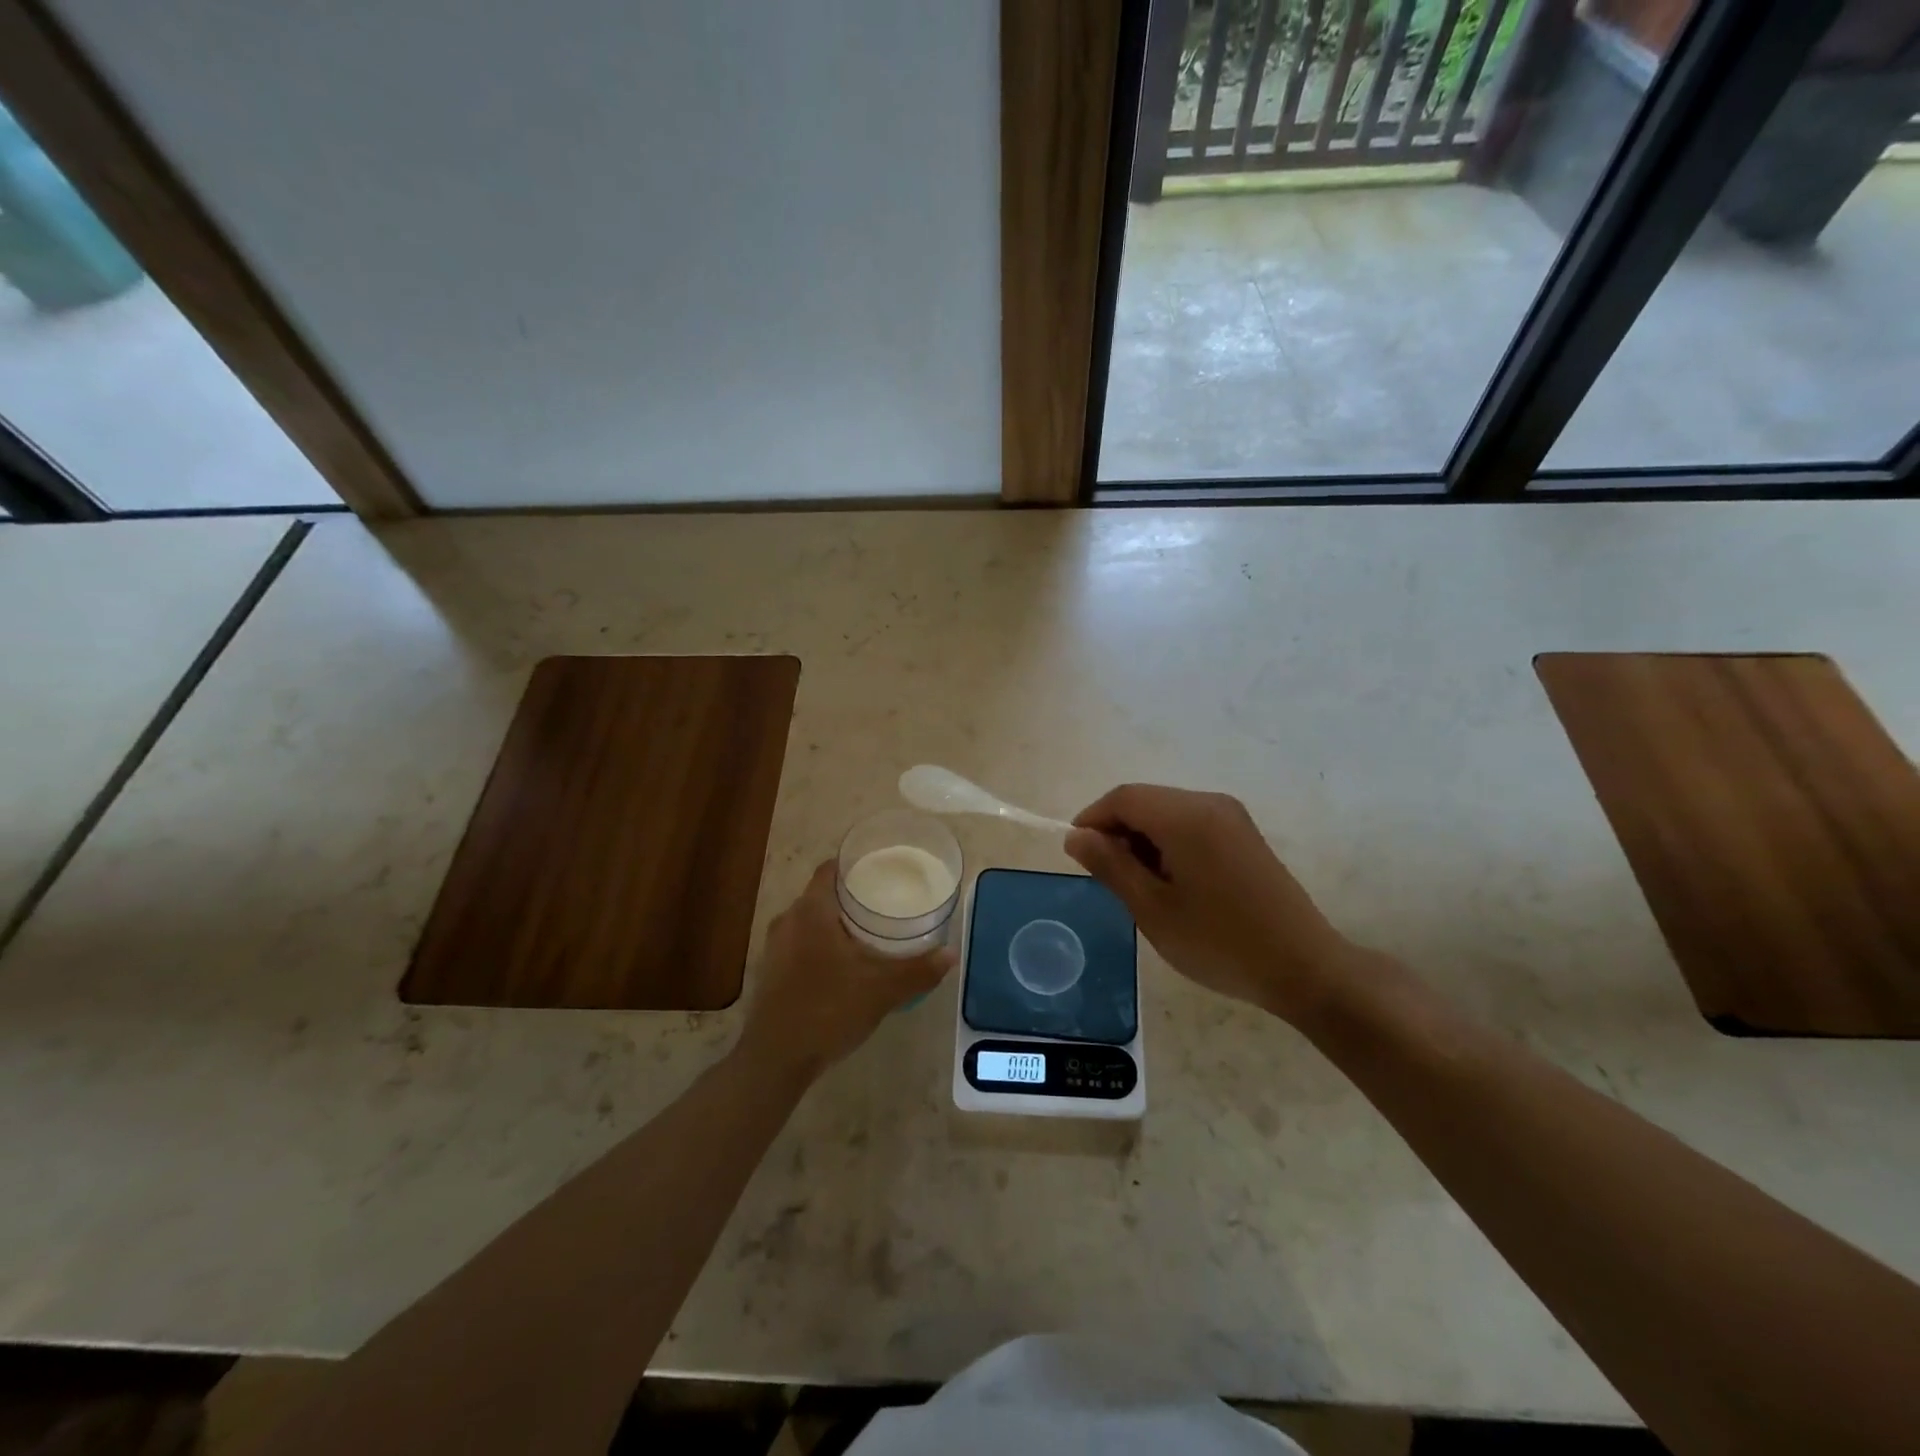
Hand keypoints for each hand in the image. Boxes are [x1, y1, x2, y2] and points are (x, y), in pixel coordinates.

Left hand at [737, 861, 954, 1077]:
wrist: (775, 1060)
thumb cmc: (828, 1010)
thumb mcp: (882, 990)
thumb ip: (918, 970)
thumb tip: (951, 954)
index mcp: (811, 911)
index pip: (831, 869)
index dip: (856, 865)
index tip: (882, 870)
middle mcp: (788, 920)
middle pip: (822, 894)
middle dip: (852, 896)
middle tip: (885, 902)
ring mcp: (774, 947)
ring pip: (810, 921)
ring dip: (836, 923)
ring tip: (869, 933)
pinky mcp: (771, 972)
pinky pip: (800, 944)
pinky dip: (822, 945)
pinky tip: (844, 965)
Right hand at [1064, 784, 1353, 1024]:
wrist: (1305, 968)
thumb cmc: (1219, 942)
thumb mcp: (1152, 909)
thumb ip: (1110, 865)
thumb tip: (1076, 836)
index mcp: (1186, 816)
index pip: (1123, 798)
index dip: (1092, 820)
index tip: (1078, 857)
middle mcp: (1210, 803)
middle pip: (1146, 801)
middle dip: (1118, 832)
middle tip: (1109, 881)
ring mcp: (1232, 817)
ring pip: (1167, 812)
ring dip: (1143, 840)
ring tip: (1141, 889)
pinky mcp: (1244, 834)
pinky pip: (1191, 824)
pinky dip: (1168, 844)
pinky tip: (1173, 885)